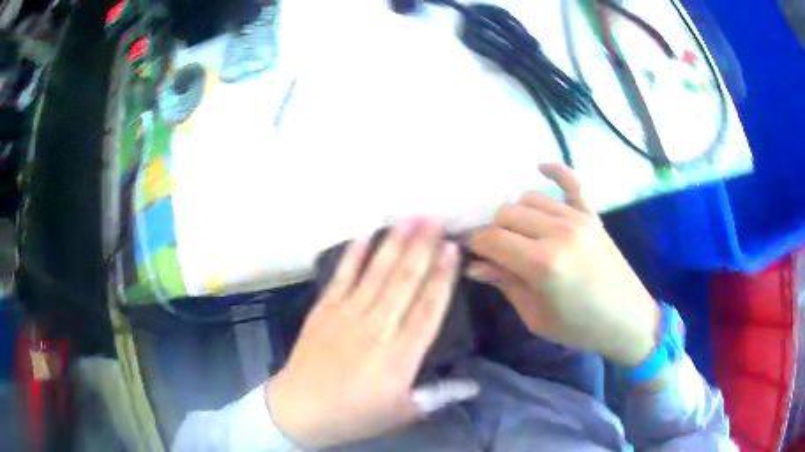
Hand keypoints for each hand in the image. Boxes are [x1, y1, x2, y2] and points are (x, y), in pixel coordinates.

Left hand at [266, 219, 477, 449]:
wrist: (300, 409)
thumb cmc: (355, 414)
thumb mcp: (403, 412)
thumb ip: (439, 394)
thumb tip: (475, 385)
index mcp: (401, 355)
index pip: (429, 307)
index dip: (442, 276)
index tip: (452, 248)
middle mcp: (377, 328)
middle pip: (405, 281)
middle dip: (423, 246)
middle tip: (436, 217)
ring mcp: (347, 315)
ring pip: (376, 272)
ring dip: (394, 242)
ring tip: (410, 217)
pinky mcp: (323, 310)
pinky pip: (341, 277)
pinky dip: (353, 255)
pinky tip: (364, 234)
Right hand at [467, 164, 659, 366]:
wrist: (627, 320)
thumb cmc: (579, 328)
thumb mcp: (536, 316)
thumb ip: (506, 284)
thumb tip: (476, 265)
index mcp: (542, 264)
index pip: (492, 239)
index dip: (476, 245)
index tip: (473, 255)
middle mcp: (558, 232)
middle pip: (507, 213)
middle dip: (493, 231)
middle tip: (495, 251)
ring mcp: (578, 219)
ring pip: (530, 198)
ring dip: (516, 214)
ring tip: (517, 234)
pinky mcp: (593, 216)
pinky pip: (572, 182)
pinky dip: (556, 171)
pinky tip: (540, 168)